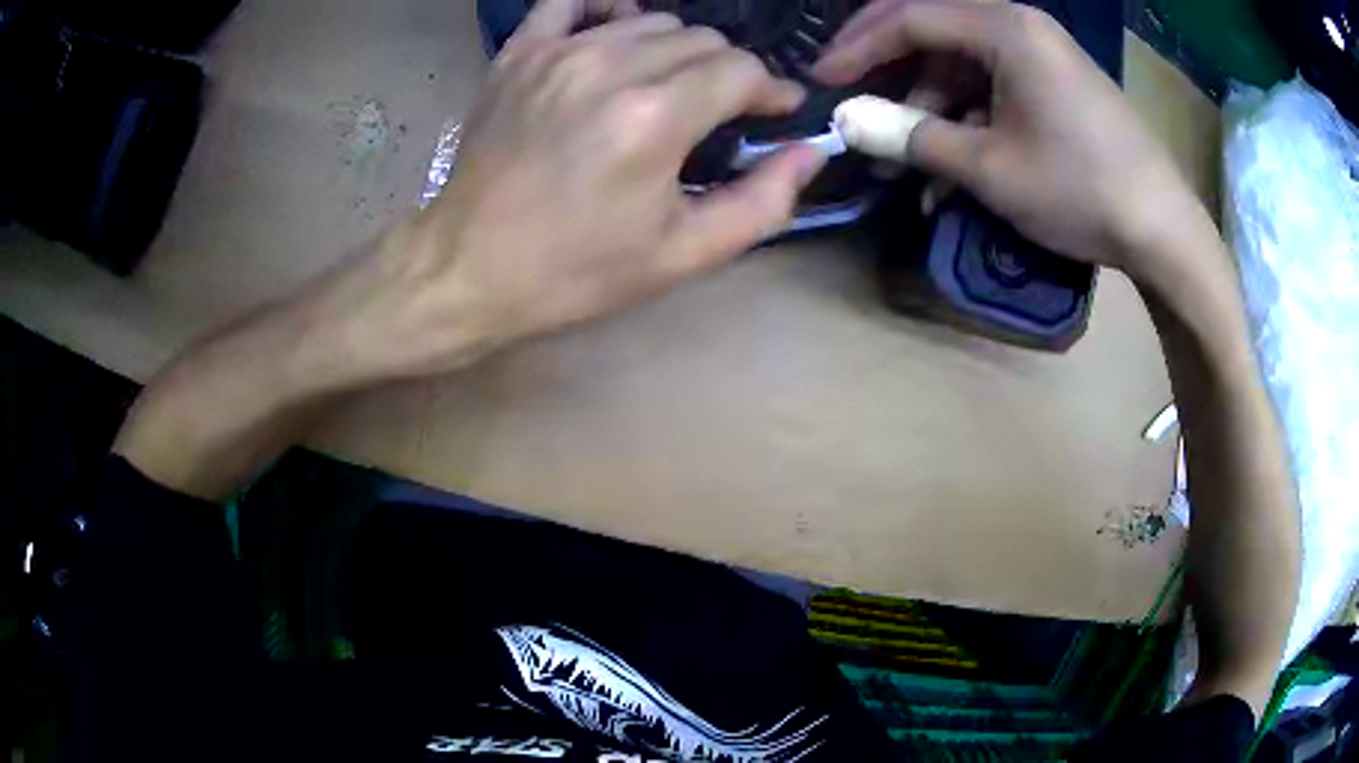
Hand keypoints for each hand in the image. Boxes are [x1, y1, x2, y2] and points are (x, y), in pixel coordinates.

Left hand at [327, 0, 826, 381]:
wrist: (468, 267)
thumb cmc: (574, 271)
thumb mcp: (682, 256)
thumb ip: (762, 202)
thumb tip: (808, 151)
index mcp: (655, 118)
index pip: (741, 71)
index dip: (771, 90)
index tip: (775, 112)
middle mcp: (610, 67)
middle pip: (702, 40)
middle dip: (727, 73)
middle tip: (721, 111)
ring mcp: (558, 52)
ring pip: (651, 21)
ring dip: (677, 50)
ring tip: (671, 86)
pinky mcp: (520, 53)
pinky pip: (572, 1)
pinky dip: (606, 10)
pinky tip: (615, 35)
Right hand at [814, 0, 1203, 278]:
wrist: (1163, 230)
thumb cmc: (1080, 189)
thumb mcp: (989, 166)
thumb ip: (912, 135)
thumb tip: (845, 121)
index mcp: (1004, 27)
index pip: (909, 18)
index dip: (858, 48)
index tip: (822, 81)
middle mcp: (1020, 26)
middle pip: (934, 34)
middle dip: (891, 75)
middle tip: (858, 112)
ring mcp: (1042, 54)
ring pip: (962, 65)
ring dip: (929, 109)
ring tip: (906, 163)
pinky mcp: (1056, 84)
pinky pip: (993, 86)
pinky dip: (966, 119)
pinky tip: (952, 165)